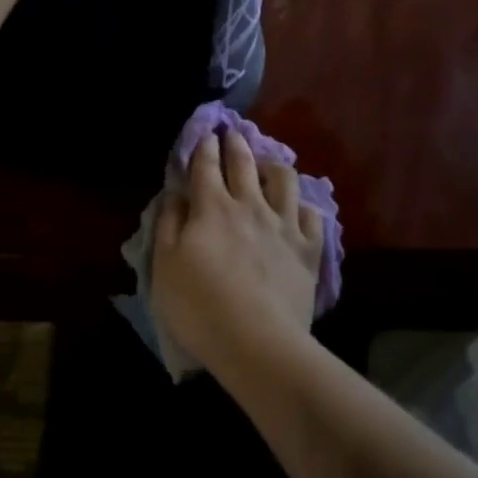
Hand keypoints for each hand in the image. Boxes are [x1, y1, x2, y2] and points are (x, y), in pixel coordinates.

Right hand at [152, 129, 324, 374]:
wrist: (258, 343)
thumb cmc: (200, 306)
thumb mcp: (165, 266)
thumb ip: (168, 225)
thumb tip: (176, 197)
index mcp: (212, 206)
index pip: (207, 164)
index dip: (205, 146)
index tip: (206, 134)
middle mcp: (250, 205)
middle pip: (244, 162)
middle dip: (236, 144)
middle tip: (233, 134)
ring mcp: (284, 225)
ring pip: (285, 179)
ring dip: (274, 167)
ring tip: (268, 168)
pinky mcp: (309, 250)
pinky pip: (312, 216)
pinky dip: (303, 208)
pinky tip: (298, 211)